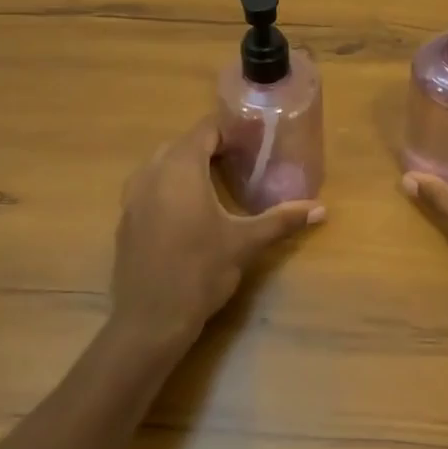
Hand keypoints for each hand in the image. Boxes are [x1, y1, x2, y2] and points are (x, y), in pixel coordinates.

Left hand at [110, 118, 323, 354]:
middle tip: (242, 158)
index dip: (231, 129)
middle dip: (211, 146)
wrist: (150, 319)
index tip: (255, 138)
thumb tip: (321, 209)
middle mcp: (152, 173)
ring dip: (188, 164)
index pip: (206, 129)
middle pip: (184, 144)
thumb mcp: (246, 242)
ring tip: (218, 179)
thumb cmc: (200, 272)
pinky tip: (190, 209)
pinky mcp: (126, 218)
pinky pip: (149, 186)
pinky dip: (170, 185)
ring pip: (163, 164)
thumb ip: (282, 220)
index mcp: (180, 169)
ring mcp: (133, 196)